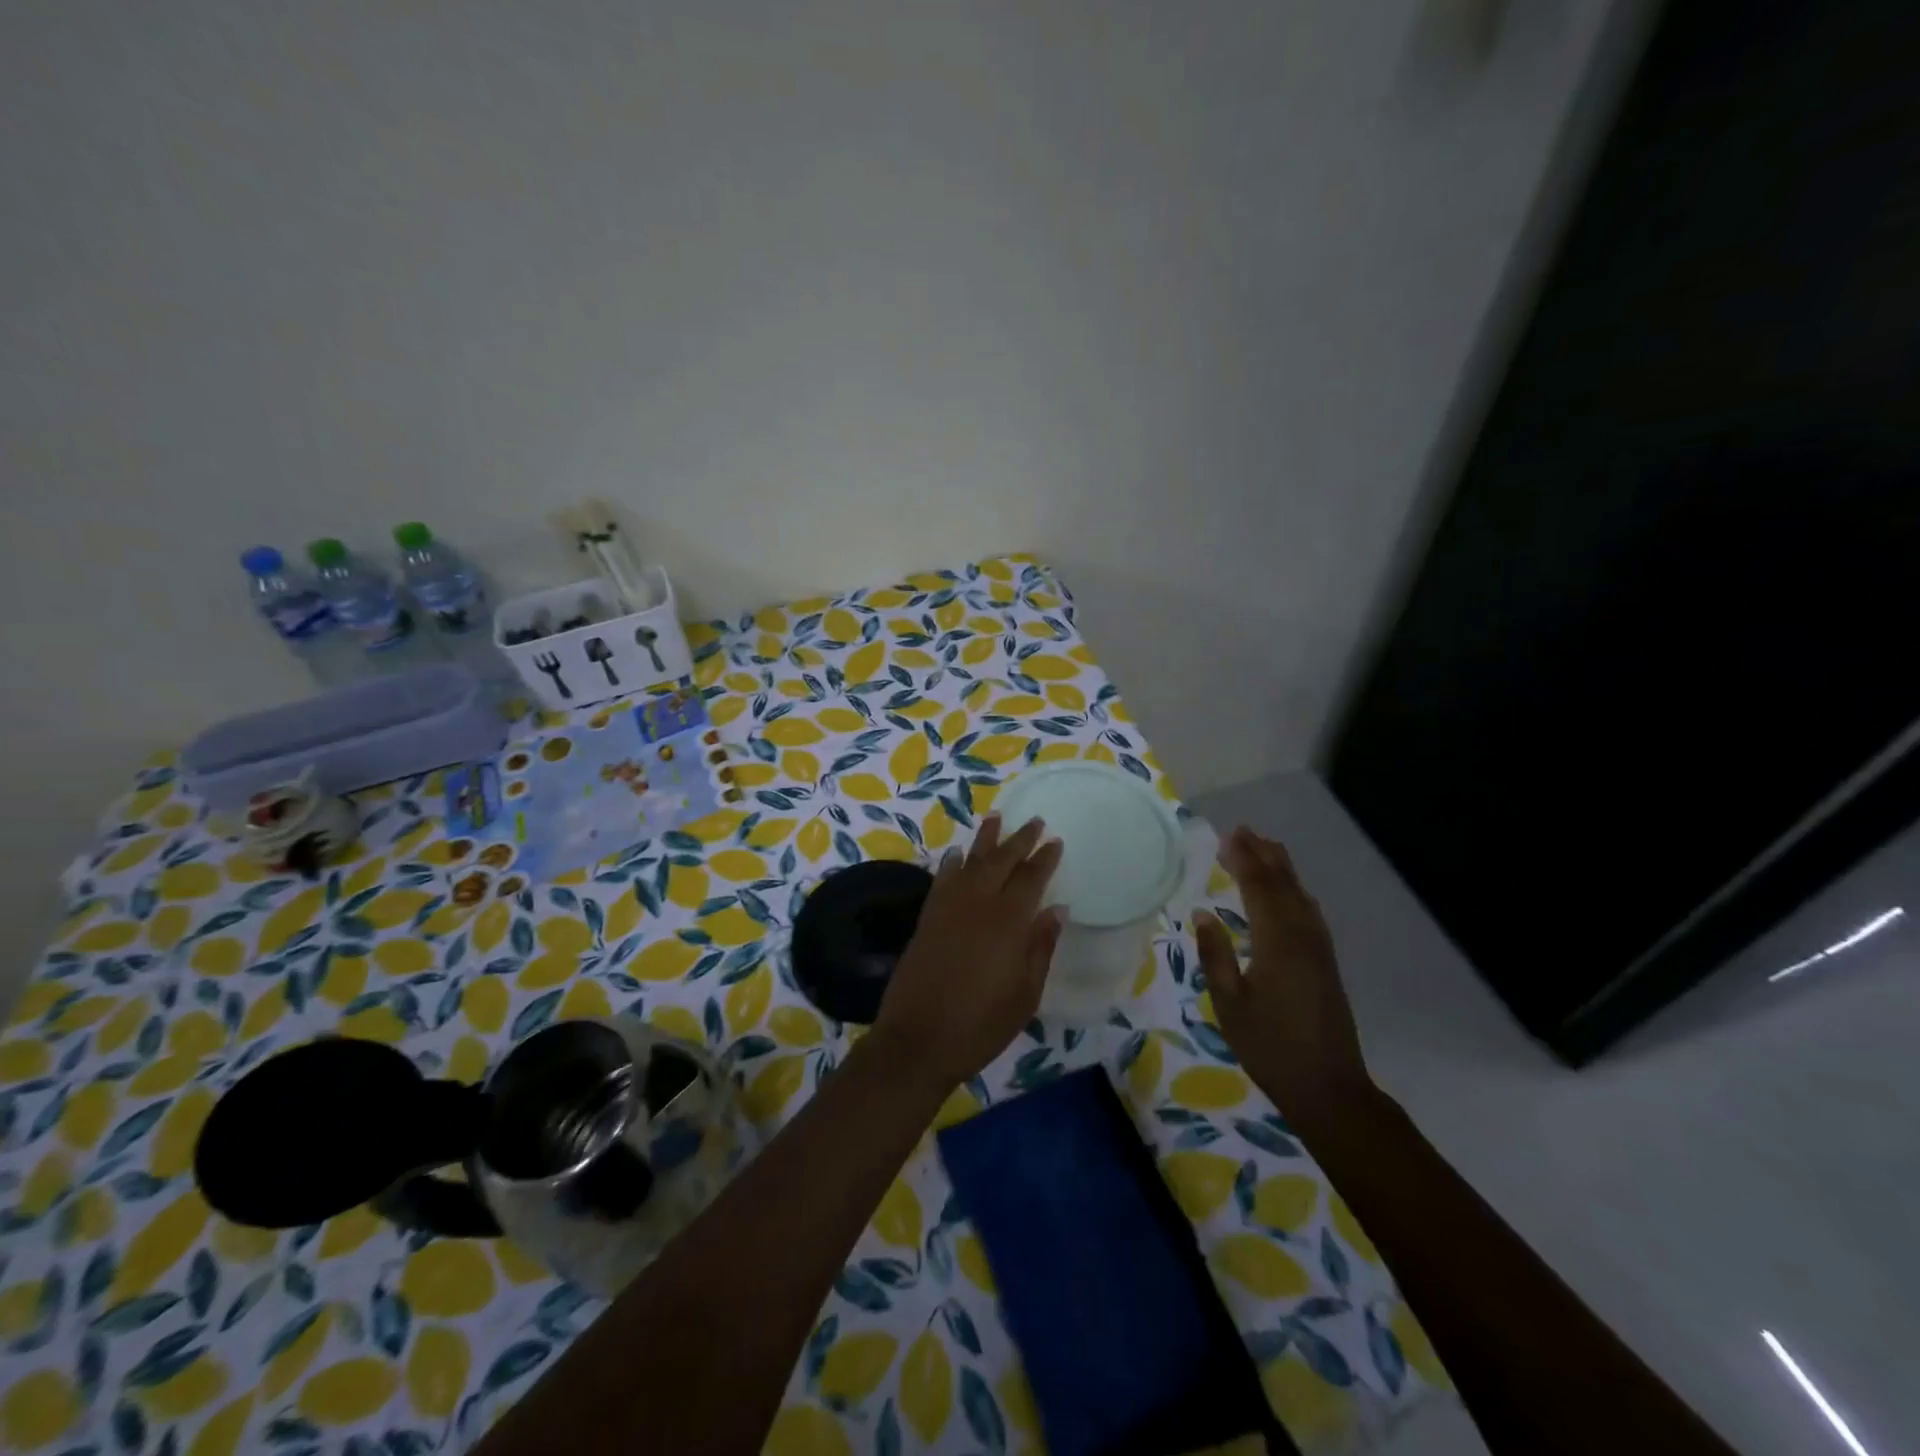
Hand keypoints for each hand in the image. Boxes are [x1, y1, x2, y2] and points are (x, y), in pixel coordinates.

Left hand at [871, 815, 1064, 1091]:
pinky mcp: (926, 919)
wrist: (918, 1040)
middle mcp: (977, 904)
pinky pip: (942, 879)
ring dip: (984, 840)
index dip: (1044, 858)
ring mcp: (948, 909)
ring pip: (970, 862)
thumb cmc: (981, 1024)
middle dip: (1018, 840)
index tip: (1055, 841)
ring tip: (995, 818)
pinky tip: (957, 854)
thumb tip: (1056, 909)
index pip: (1031, 879)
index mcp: (1008, 922)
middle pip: (1000, 861)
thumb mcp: (1025, 994)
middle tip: (1032, 821)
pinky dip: (952, 863)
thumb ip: (1040, 947)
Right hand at [1194, 825, 1371, 1132]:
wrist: (1328, 1087)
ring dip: (1281, 869)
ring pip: (1300, 895)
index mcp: (1278, 941)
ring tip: (1263, 849)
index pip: (1259, 887)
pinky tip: (1287, 893)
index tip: (1228, 835)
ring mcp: (1320, 948)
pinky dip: (1294, 891)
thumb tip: (1202, 912)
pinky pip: (1309, 911)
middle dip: (1264, 855)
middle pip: (1284, 884)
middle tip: (1243, 831)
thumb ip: (1215, 955)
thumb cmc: (1270, 1046)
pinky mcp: (1326, 962)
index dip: (1244, 859)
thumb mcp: (1229, 1003)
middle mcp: (1303, 936)